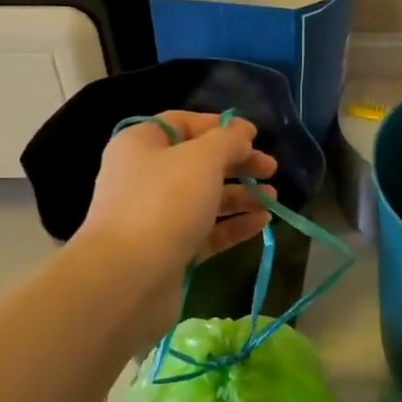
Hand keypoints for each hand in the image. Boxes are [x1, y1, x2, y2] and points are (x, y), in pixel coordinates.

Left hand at [76, 111, 278, 324]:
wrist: (128, 278)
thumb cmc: (164, 203)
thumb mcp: (202, 159)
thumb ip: (228, 141)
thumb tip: (241, 135)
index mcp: (141, 145)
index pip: (183, 123)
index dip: (220, 126)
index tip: (255, 135)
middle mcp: (145, 177)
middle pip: (198, 162)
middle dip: (237, 164)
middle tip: (271, 169)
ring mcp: (156, 217)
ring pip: (204, 199)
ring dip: (240, 196)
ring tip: (273, 199)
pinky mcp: (169, 251)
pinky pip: (206, 231)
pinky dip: (233, 224)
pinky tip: (262, 223)